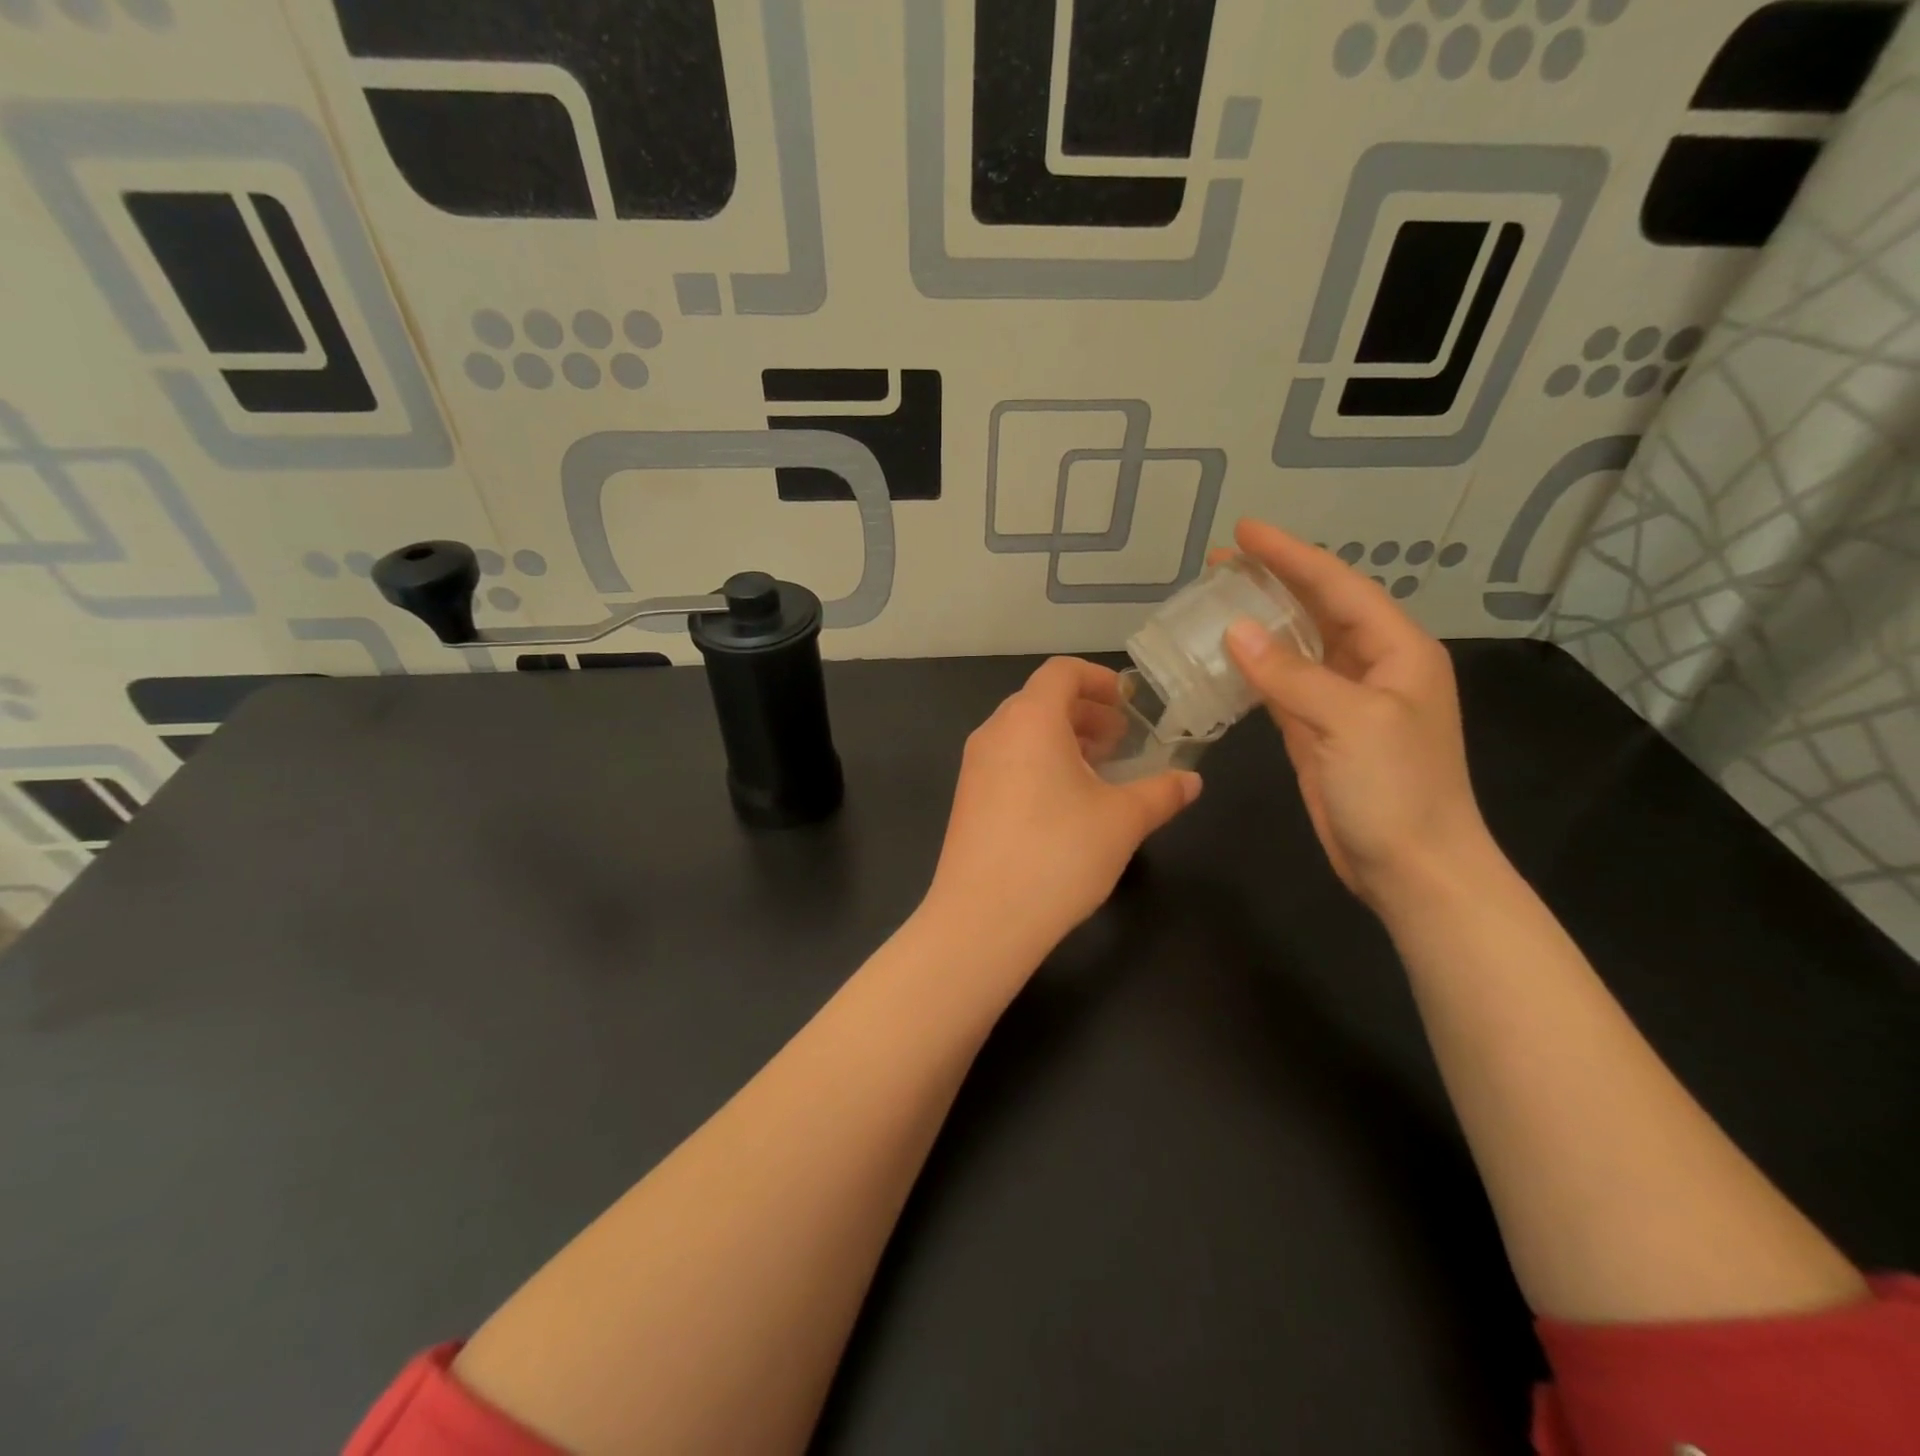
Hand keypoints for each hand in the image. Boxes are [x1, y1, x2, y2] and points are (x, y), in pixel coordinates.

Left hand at [925, 657, 1200, 957]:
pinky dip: (1040, 762)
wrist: (983, 918)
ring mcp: (974, 766)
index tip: (1129, 702)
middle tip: (1121, 741)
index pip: (1062, 672)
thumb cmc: (1058, 855)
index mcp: (1030, 720)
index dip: (1099, 679)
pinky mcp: (967, 798)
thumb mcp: (1123, 821)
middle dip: (1086, 713)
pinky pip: (1008, 760)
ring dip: (1063, 739)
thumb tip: (1191, 780)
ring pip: (1023, 732)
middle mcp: (995, 732)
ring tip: (1099, 771)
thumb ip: (1161, 792)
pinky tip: (1065, 803)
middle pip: (1041, 700)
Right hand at [1221, 520, 1488, 904]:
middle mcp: (1372, 667)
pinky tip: (1226, 658)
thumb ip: (1291, 674)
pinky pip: (1282, 688)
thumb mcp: (1349, 721)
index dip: (1290, 556)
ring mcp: (1344, 702)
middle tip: (1220, 561)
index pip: (1337, 587)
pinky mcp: (1319, 733)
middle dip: (1273, 581)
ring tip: (1216, 600)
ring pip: (1297, 647)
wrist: (1412, 868)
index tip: (1243, 532)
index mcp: (1396, 651)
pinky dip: (1255, 670)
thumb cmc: (1395, 789)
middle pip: (1317, 610)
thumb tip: (1234, 632)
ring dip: (1260, 623)